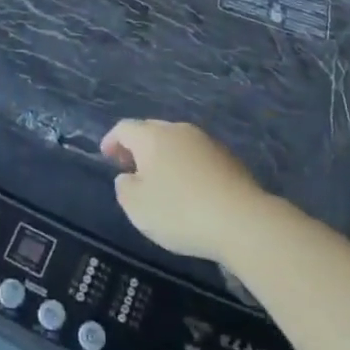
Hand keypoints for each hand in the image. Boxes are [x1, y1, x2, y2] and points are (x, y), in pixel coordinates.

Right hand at [101, 120, 270, 265]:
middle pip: (151, 131)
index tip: (106, 157)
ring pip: (176, 142)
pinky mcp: (228, 158)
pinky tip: (189, 190)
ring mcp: (206, 141)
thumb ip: (124, 187)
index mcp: (152, 136)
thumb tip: (128, 176)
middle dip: (138, 147)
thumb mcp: (137, 207)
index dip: (112, 141)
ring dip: (164, 156)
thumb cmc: (180, 212)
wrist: (242, 220)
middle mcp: (178, 130)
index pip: (124, 128)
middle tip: (131, 168)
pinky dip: (186, 167)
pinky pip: (196, 156)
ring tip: (161, 182)